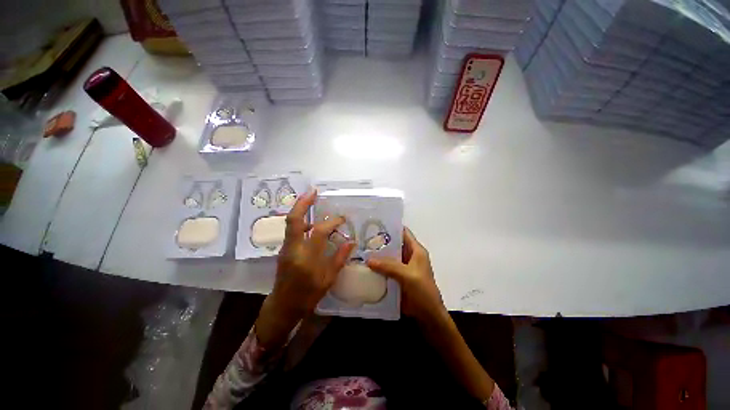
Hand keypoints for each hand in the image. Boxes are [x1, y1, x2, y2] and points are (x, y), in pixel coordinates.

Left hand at [255, 190, 354, 348]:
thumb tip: (351, 241)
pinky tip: (311, 221)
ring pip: (290, 222)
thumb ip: (340, 258)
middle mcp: (293, 249)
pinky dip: (301, 219)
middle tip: (313, 191)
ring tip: (311, 199)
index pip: (319, 232)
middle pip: (294, 220)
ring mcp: (285, 247)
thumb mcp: (328, 280)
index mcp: (306, 259)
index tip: (342, 219)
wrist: (283, 305)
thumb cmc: (308, 295)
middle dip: (303, 203)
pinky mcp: (284, 248)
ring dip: (300, 208)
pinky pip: (291, 229)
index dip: (331, 222)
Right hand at [367, 227, 445, 322]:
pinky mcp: (397, 277)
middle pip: (394, 244)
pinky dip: (377, 267)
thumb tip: (368, 260)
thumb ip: (389, 266)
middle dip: (380, 241)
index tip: (375, 224)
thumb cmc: (422, 291)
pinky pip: (386, 268)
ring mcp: (402, 267)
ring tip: (360, 250)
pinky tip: (365, 266)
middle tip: (362, 238)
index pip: (403, 233)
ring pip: (388, 257)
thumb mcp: (407, 275)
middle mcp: (409, 256)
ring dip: (377, 255)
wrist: (427, 315)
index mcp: (416, 250)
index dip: (391, 227)